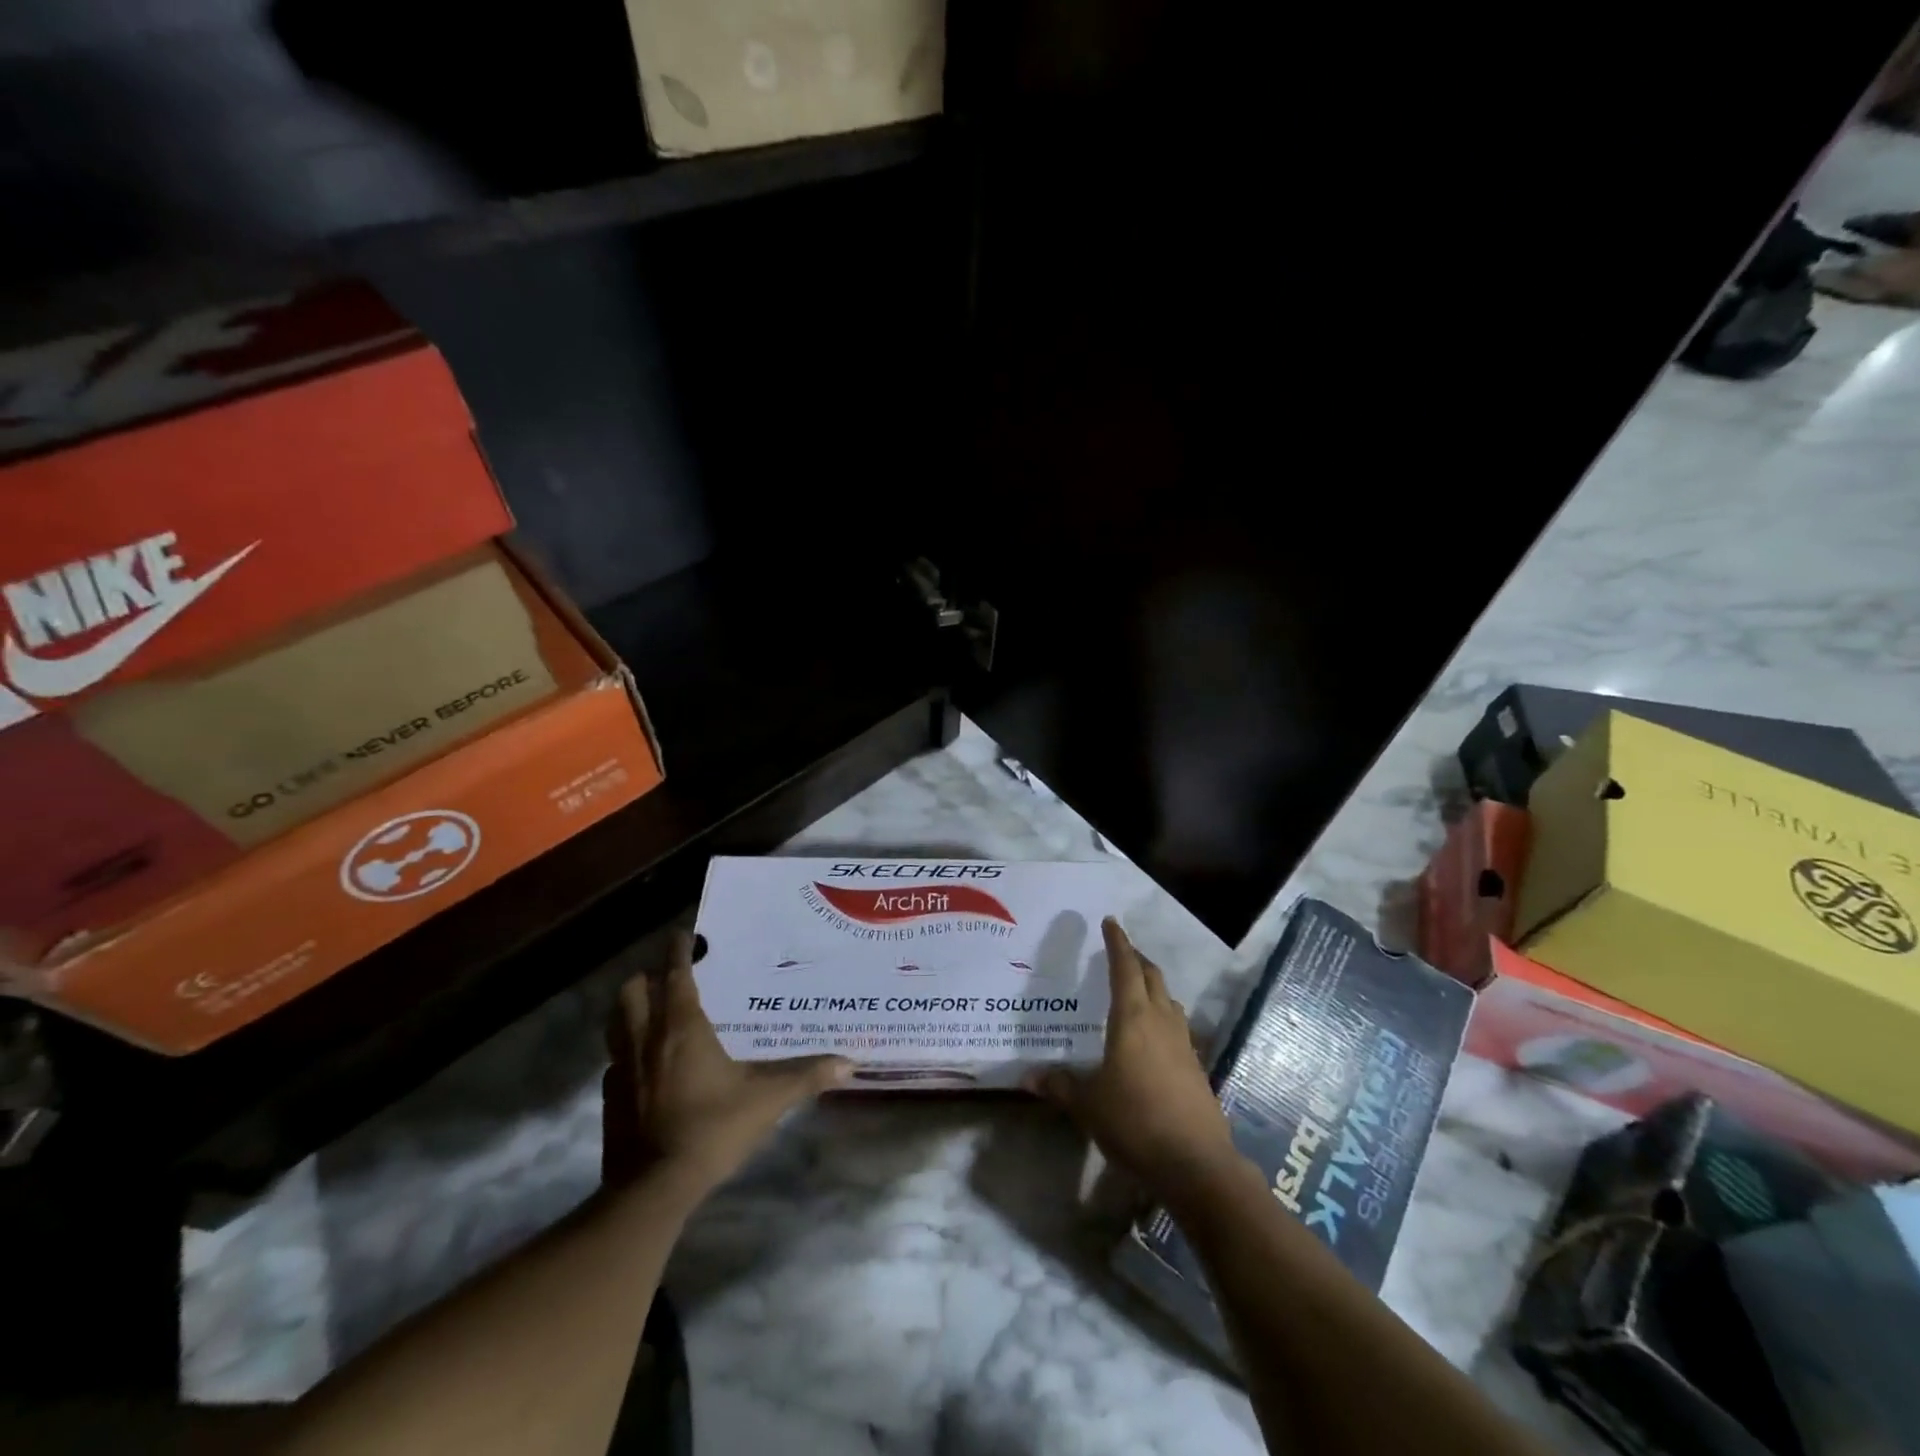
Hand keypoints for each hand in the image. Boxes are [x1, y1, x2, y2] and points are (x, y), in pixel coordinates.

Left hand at [604, 930, 851, 1197]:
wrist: (653, 1189)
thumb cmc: (711, 1129)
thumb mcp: (766, 1100)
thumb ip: (806, 1076)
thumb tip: (849, 1062)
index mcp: (682, 1029)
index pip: (675, 976)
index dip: (677, 951)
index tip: (682, 935)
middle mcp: (647, 1040)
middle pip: (633, 992)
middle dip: (646, 977)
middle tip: (668, 976)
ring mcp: (622, 1069)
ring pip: (616, 1022)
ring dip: (630, 1008)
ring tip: (651, 1009)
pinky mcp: (610, 1098)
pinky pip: (613, 1060)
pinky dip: (625, 1050)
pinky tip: (644, 1064)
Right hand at [1031, 918, 1244, 1202]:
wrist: (1196, 1163)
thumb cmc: (1135, 1121)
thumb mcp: (1088, 1105)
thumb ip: (1060, 1086)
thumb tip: (1028, 1076)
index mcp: (1132, 1018)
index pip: (1125, 967)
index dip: (1117, 943)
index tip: (1111, 922)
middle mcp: (1160, 1021)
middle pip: (1152, 977)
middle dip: (1136, 959)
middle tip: (1120, 952)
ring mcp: (1183, 1043)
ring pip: (1168, 1000)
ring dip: (1153, 986)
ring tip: (1137, 989)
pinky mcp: (1196, 1066)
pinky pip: (1177, 1026)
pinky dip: (1163, 1016)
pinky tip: (1153, 1036)